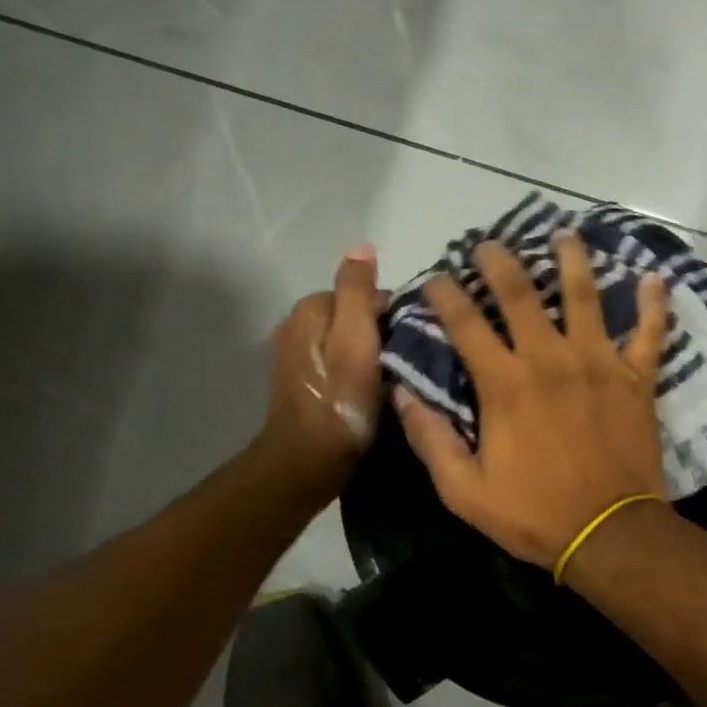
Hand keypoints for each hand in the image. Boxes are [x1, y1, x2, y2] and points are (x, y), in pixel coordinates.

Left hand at [261, 244, 383, 491]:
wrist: (308, 461)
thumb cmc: (340, 399)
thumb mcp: (357, 337)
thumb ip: (359, 290)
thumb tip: (362, 245)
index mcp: (310, 308)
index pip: (366, 293)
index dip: (394, 315)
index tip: (411, 342)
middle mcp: (296, 324)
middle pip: (356, 315)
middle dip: (381, 333)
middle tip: (404, 364)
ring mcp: (296, 355)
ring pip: (348, 340)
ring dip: (371, 353)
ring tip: (393, 378)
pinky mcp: (302, 382)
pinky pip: (339, 362)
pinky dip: (356, 371)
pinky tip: (370, 392)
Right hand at [393, 233, 670, 568]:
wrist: (609, 533)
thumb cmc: (534, 513)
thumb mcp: (464, 491)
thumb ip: (431, 439)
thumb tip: (401, 393)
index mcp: (505, 383)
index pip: (466, 323)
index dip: (445, 295)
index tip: (435, 279)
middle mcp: (549, 358)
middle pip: (521, 293)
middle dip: (500, 262)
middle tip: (490, 244)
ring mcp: (598, 361)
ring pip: (585, 295)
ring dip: (573, 260)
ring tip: (565, 235)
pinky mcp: (637, 376)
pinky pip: (650, 332)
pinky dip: (655, 304)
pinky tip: (655, 277)